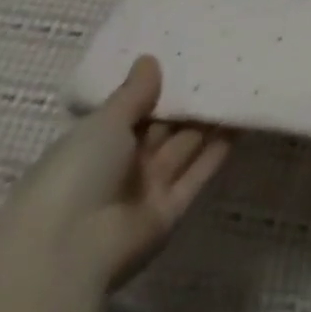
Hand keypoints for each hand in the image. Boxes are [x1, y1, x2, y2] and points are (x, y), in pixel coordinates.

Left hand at [0, 56, 230, 289]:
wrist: (67, 253)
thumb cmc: (75, 174)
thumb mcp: (103, 123)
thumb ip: (133, 92)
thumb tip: (149, 59)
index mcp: (95, 145)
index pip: (133, 111)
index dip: (160, 88)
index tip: (191, 58)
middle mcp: (121, 167)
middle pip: (163, 128)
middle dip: (190, 101)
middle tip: (227, 64)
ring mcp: (146, 190)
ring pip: (185, 148)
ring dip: (210, 121)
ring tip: (242, 84)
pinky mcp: (170, 211)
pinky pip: (198, 173)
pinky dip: (220, 149)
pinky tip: (244, 120)